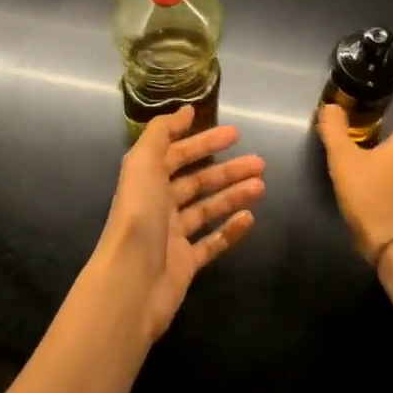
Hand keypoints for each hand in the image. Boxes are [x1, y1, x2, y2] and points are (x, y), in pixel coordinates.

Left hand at [93, 108, 265, 341]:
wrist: (131, 281)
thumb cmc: (139, 215)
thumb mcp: (144, 162)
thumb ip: (162, 132)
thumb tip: (186, 111)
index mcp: (147, 179)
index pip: (178, 154)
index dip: (204, 142)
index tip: (235, 133)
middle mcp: (159, 204)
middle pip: (198, 181)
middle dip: (228, 170)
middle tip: (259, 162)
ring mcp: (173, 235)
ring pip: (208, 209)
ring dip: (234, 196)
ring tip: (261, 186)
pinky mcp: (186, 263)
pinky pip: (212, 243)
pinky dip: (230, 231)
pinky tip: (250, 219)